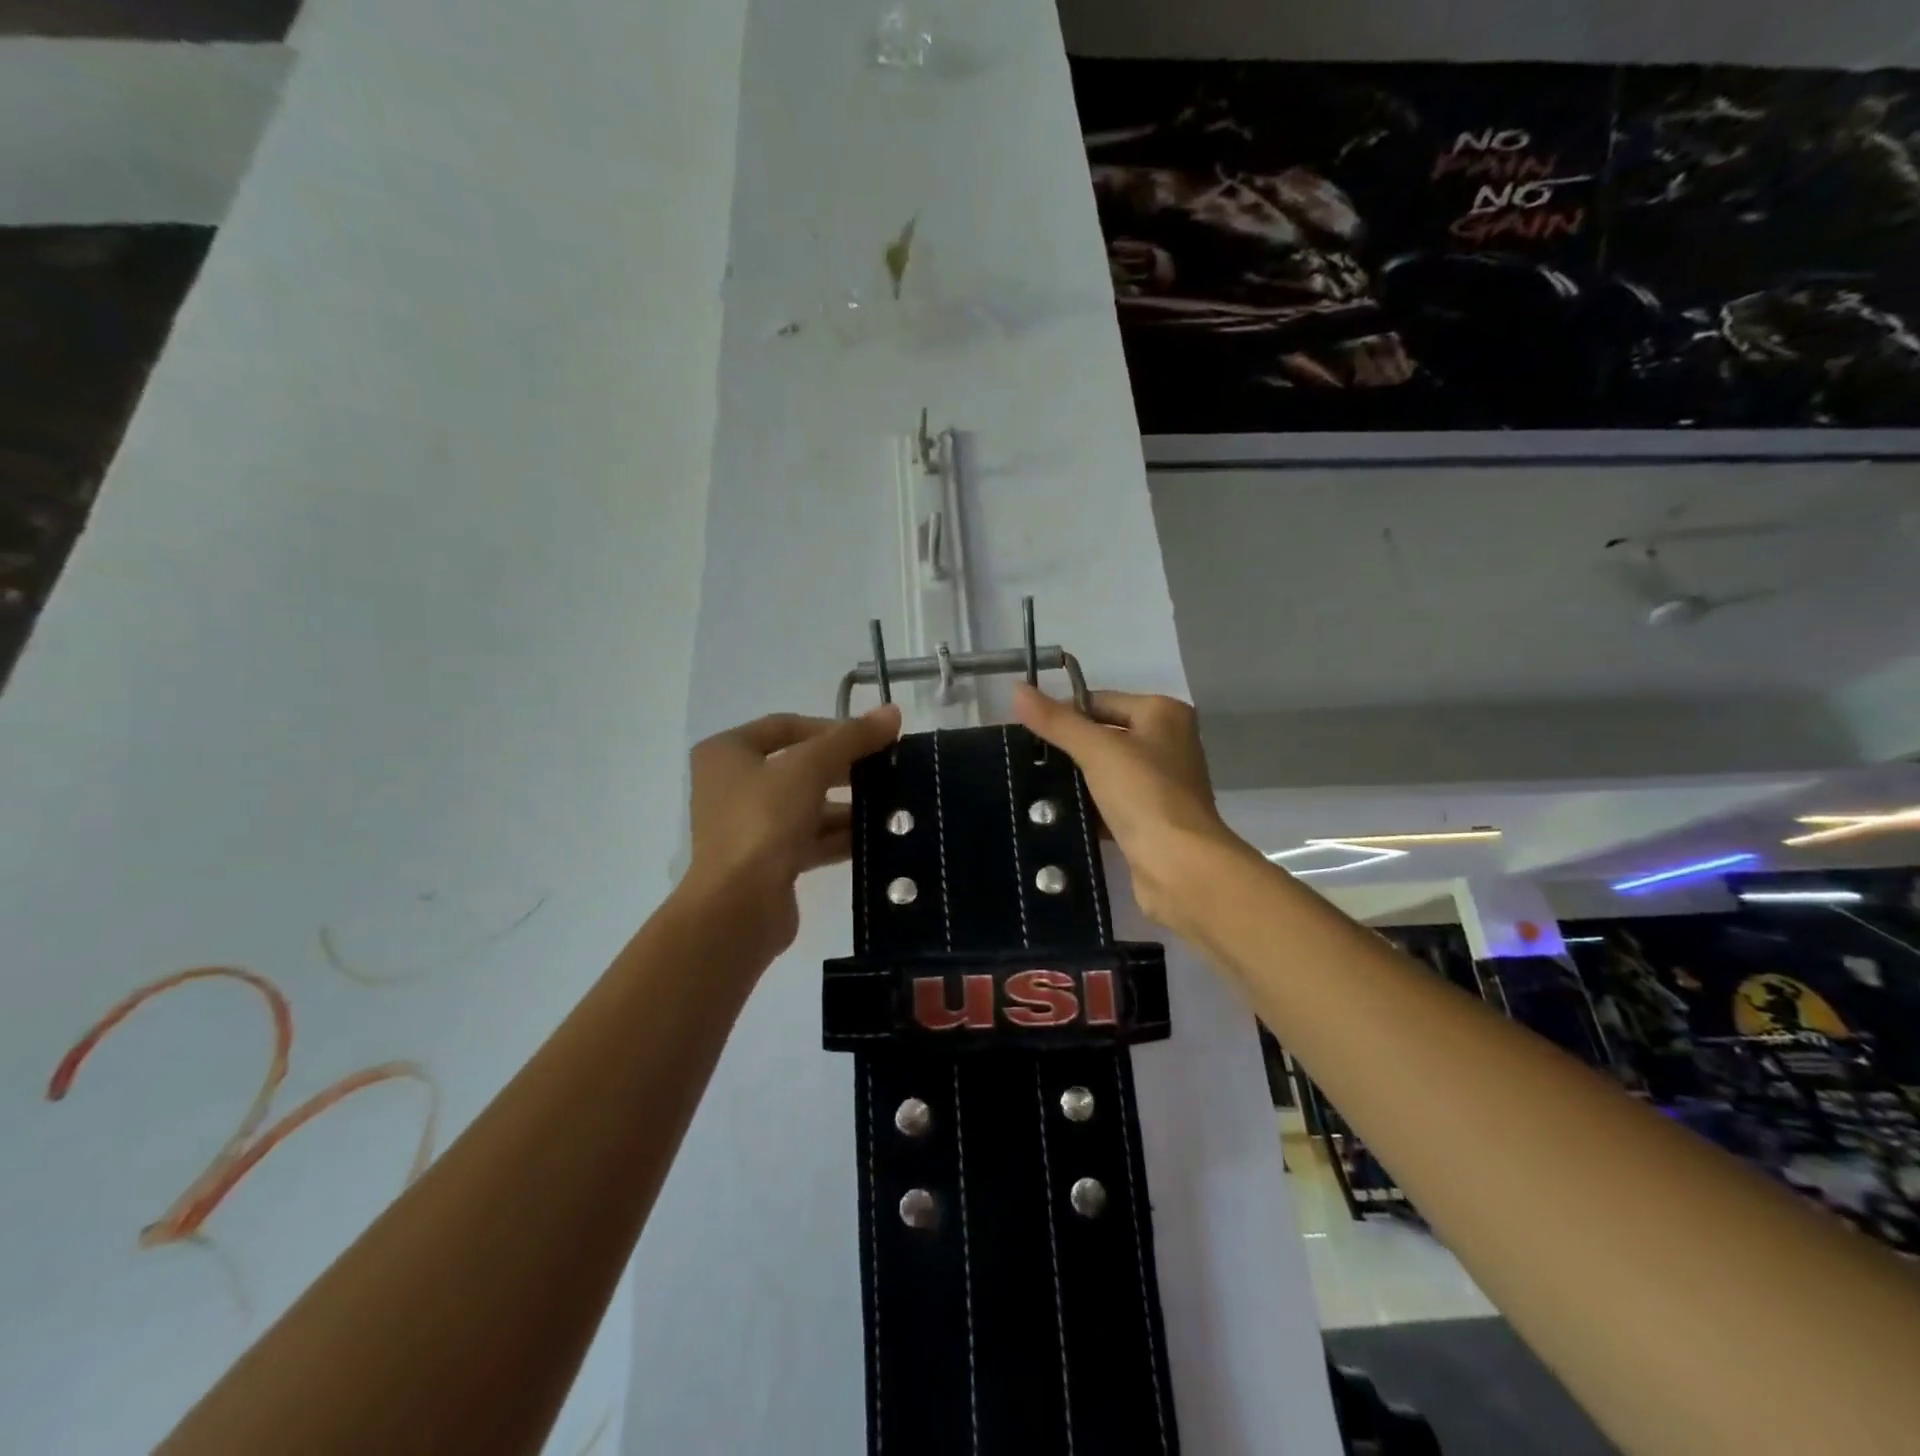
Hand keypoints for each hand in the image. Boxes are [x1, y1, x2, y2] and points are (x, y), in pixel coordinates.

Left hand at [683, 706, 901, 955]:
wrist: (738, 907)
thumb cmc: (764, 821)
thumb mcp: (810, 767)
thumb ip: (852, 737)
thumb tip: (892, 711)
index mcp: (727, 752)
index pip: (786, 726)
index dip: (831, 727)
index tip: (872, 738)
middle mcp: (732, 785)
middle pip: (798, 766)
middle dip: (844, 768)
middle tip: (887, 770)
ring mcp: (748, 826)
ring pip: (806, 805)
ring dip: (846, 805)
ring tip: (891, 805)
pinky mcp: (766, 861)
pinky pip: (809, 839)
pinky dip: (839, 836)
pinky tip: (876, 838)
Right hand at [1012, 685, 1249, 933]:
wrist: (1180, 867)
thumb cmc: (1144, 794)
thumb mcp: (1096, 750)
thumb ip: (1056, 721)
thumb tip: (1015, 688)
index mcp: (1163, 714)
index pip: (1100, 700)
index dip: (1063, 713)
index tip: (1026, 732)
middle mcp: (1167, 742)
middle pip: (1103, 735)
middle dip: (1068, 748)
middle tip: (1026, 760)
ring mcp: (1161, 783)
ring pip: (1105, 771)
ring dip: (1075, 780)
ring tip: (1034, 786)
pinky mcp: (1151, 818)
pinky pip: (1110, 803)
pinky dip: (1087, 807)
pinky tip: (1056, 814)